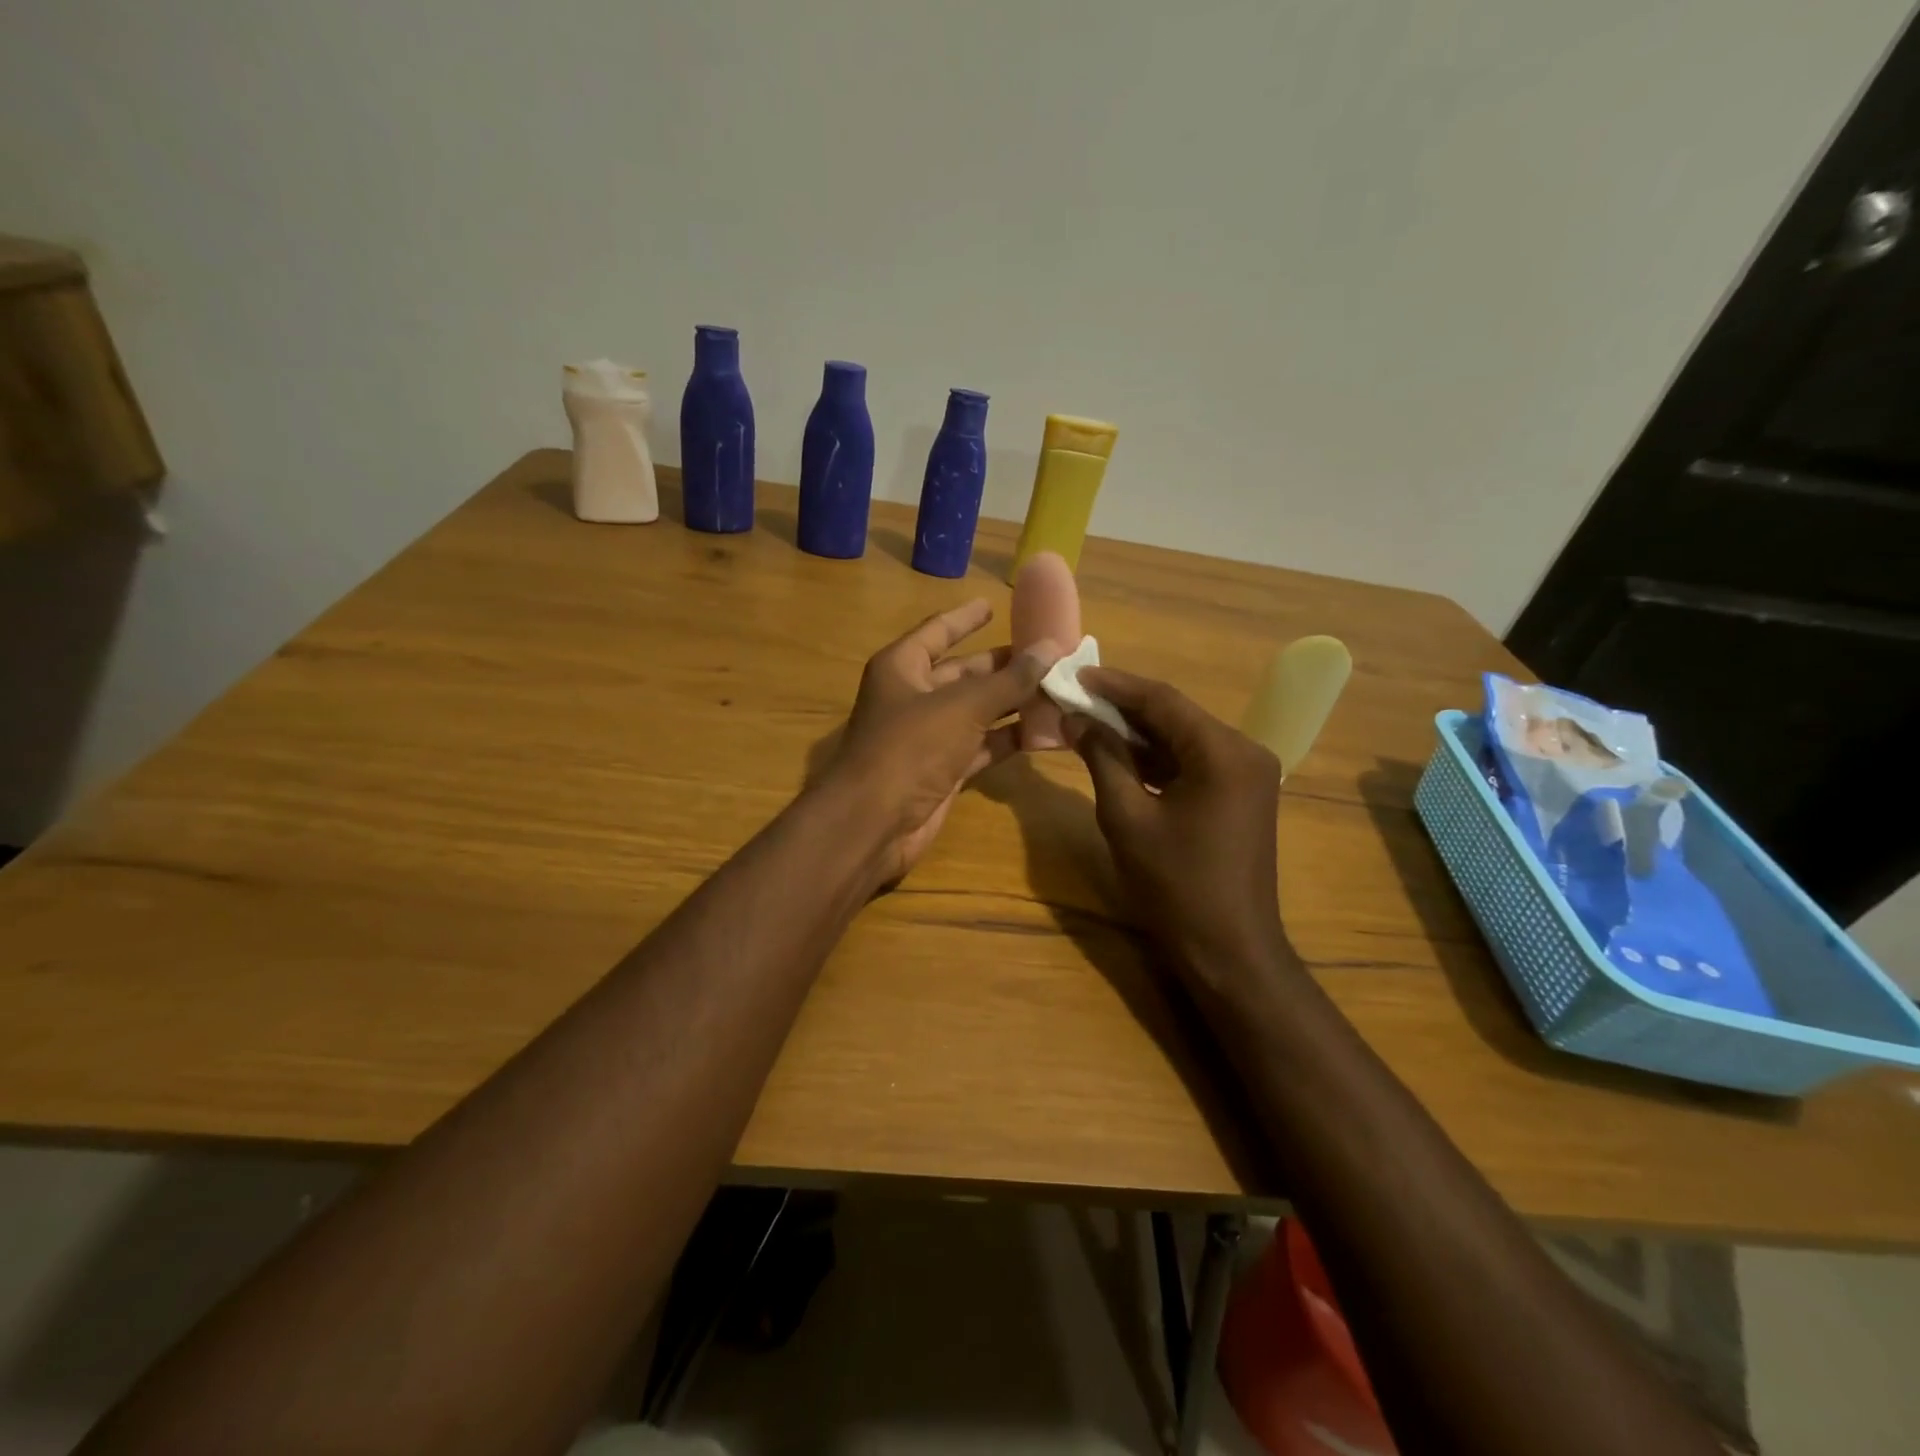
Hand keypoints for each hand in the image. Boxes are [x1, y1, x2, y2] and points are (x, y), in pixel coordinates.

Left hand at [822, 600, 1059, 885]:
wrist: (874, 823)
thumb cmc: (911, 747)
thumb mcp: (963, 706)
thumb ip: (1010, 679)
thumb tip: (1051, 648)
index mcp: (903, 667)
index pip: (938, 632)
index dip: (965, 618)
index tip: (993, 604)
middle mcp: (913, 697)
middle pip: (963, 673)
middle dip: (1002, 665)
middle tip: (1047, 654)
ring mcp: (927, 737)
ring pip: (976, 711)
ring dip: (1012, 703)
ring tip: (1057, 688)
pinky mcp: (942, 771)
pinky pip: (981, 746)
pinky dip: (1008, 739)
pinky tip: (1044, 731)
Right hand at [1066, 669, 1287, 996]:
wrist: (1228, 949)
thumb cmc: (1175, 885)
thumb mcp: (1127, 817)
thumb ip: (1103, 758)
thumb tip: (1075, 719)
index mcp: (1223, 752)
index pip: (1163, 700)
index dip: (1115, 686)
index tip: (1074, 675)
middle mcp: (1244, 751)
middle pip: (1175, 715)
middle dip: (1123, 708)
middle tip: (1075, 698)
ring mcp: (1247, 774)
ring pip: (1183, 738)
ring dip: (1138, 733)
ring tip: (1087, 722)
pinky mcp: (1240, 794)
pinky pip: (1193, 762)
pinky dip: (1157, 758)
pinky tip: (1119, 755)